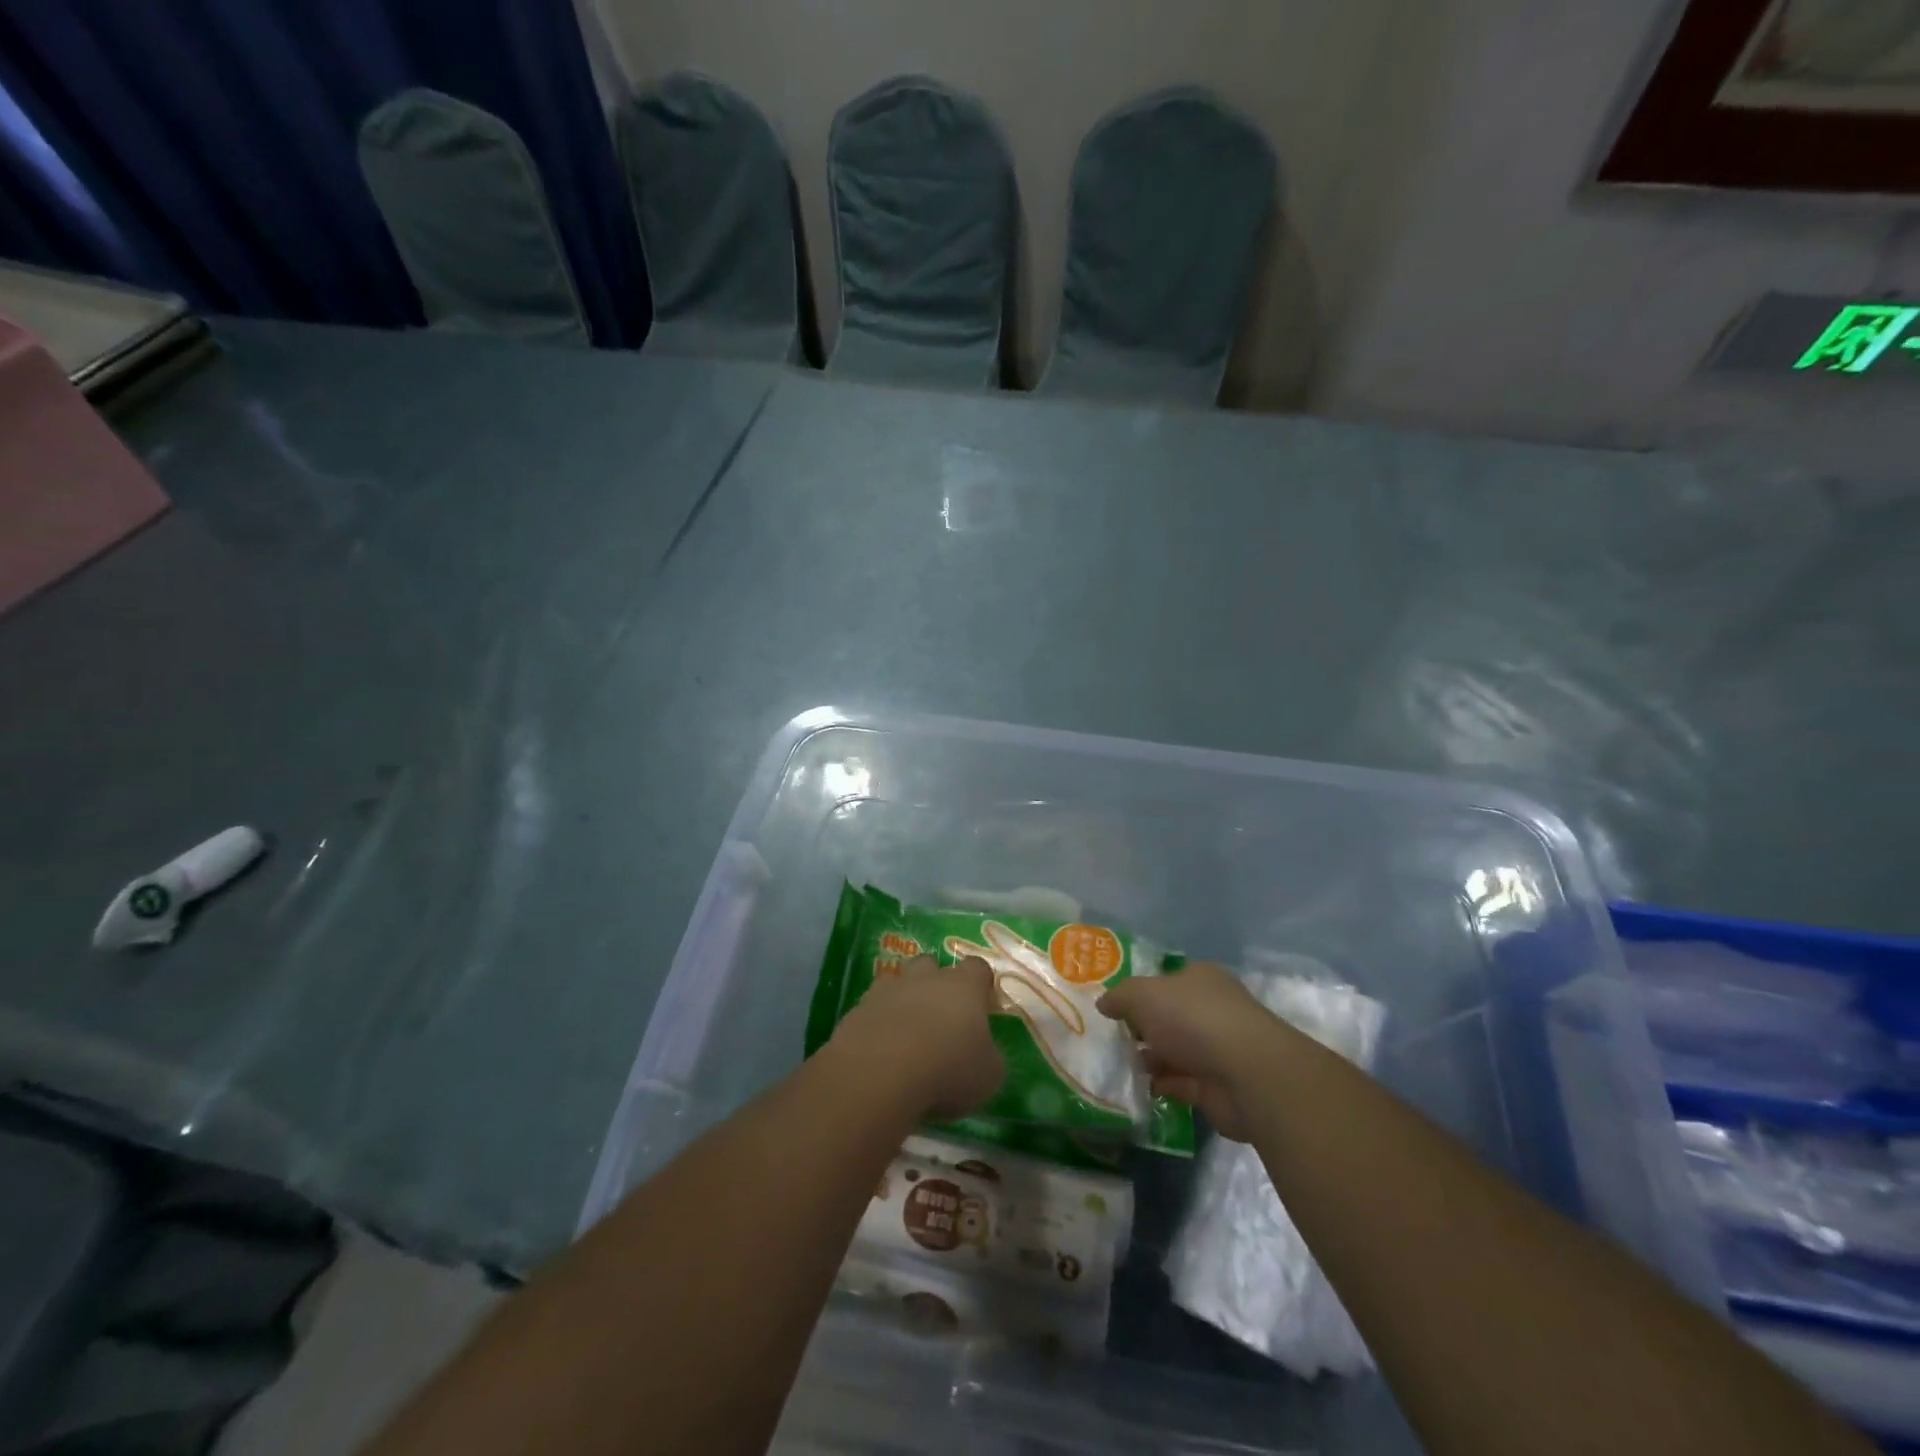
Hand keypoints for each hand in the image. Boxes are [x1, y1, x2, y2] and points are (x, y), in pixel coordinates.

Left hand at [829, 955, 1003, 1120]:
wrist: (881, 1071)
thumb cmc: (948, 1068)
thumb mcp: (989, 1075)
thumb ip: (990, 1058)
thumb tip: (986, 1055)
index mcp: (964, 986)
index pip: (978, 967)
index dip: (980, 983)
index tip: (982, 1004)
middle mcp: (926, 978)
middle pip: (932, 965)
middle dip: (935, 984)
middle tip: (940, 1017)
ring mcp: (888, 989)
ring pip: (897, 982)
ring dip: (903, 1001)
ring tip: (906, 1034)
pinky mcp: (858, 1009)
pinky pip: (872, 1009)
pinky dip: (878, 1023)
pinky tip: (881, 1051)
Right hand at [1097, 962, 1280, 1140]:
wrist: (1244, 1074)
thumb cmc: (1192, 1018)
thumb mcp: (1143, 995)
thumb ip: (1120, 997)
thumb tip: (1103, 1003)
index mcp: (1200, 979)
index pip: (1167, 981)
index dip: (1141, 993)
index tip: (1115, 1009)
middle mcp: (1212, 1009)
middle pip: (1171, 1017)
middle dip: (1144, 1028)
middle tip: (1112, 1039)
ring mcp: (1218, 1049)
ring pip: (1175, 1051)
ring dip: (1151, 1059)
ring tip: (1118, 1065)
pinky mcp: (1217, 1087)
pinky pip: (1181, 1083)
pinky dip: (1161, 1085)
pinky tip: (1136, 1088)